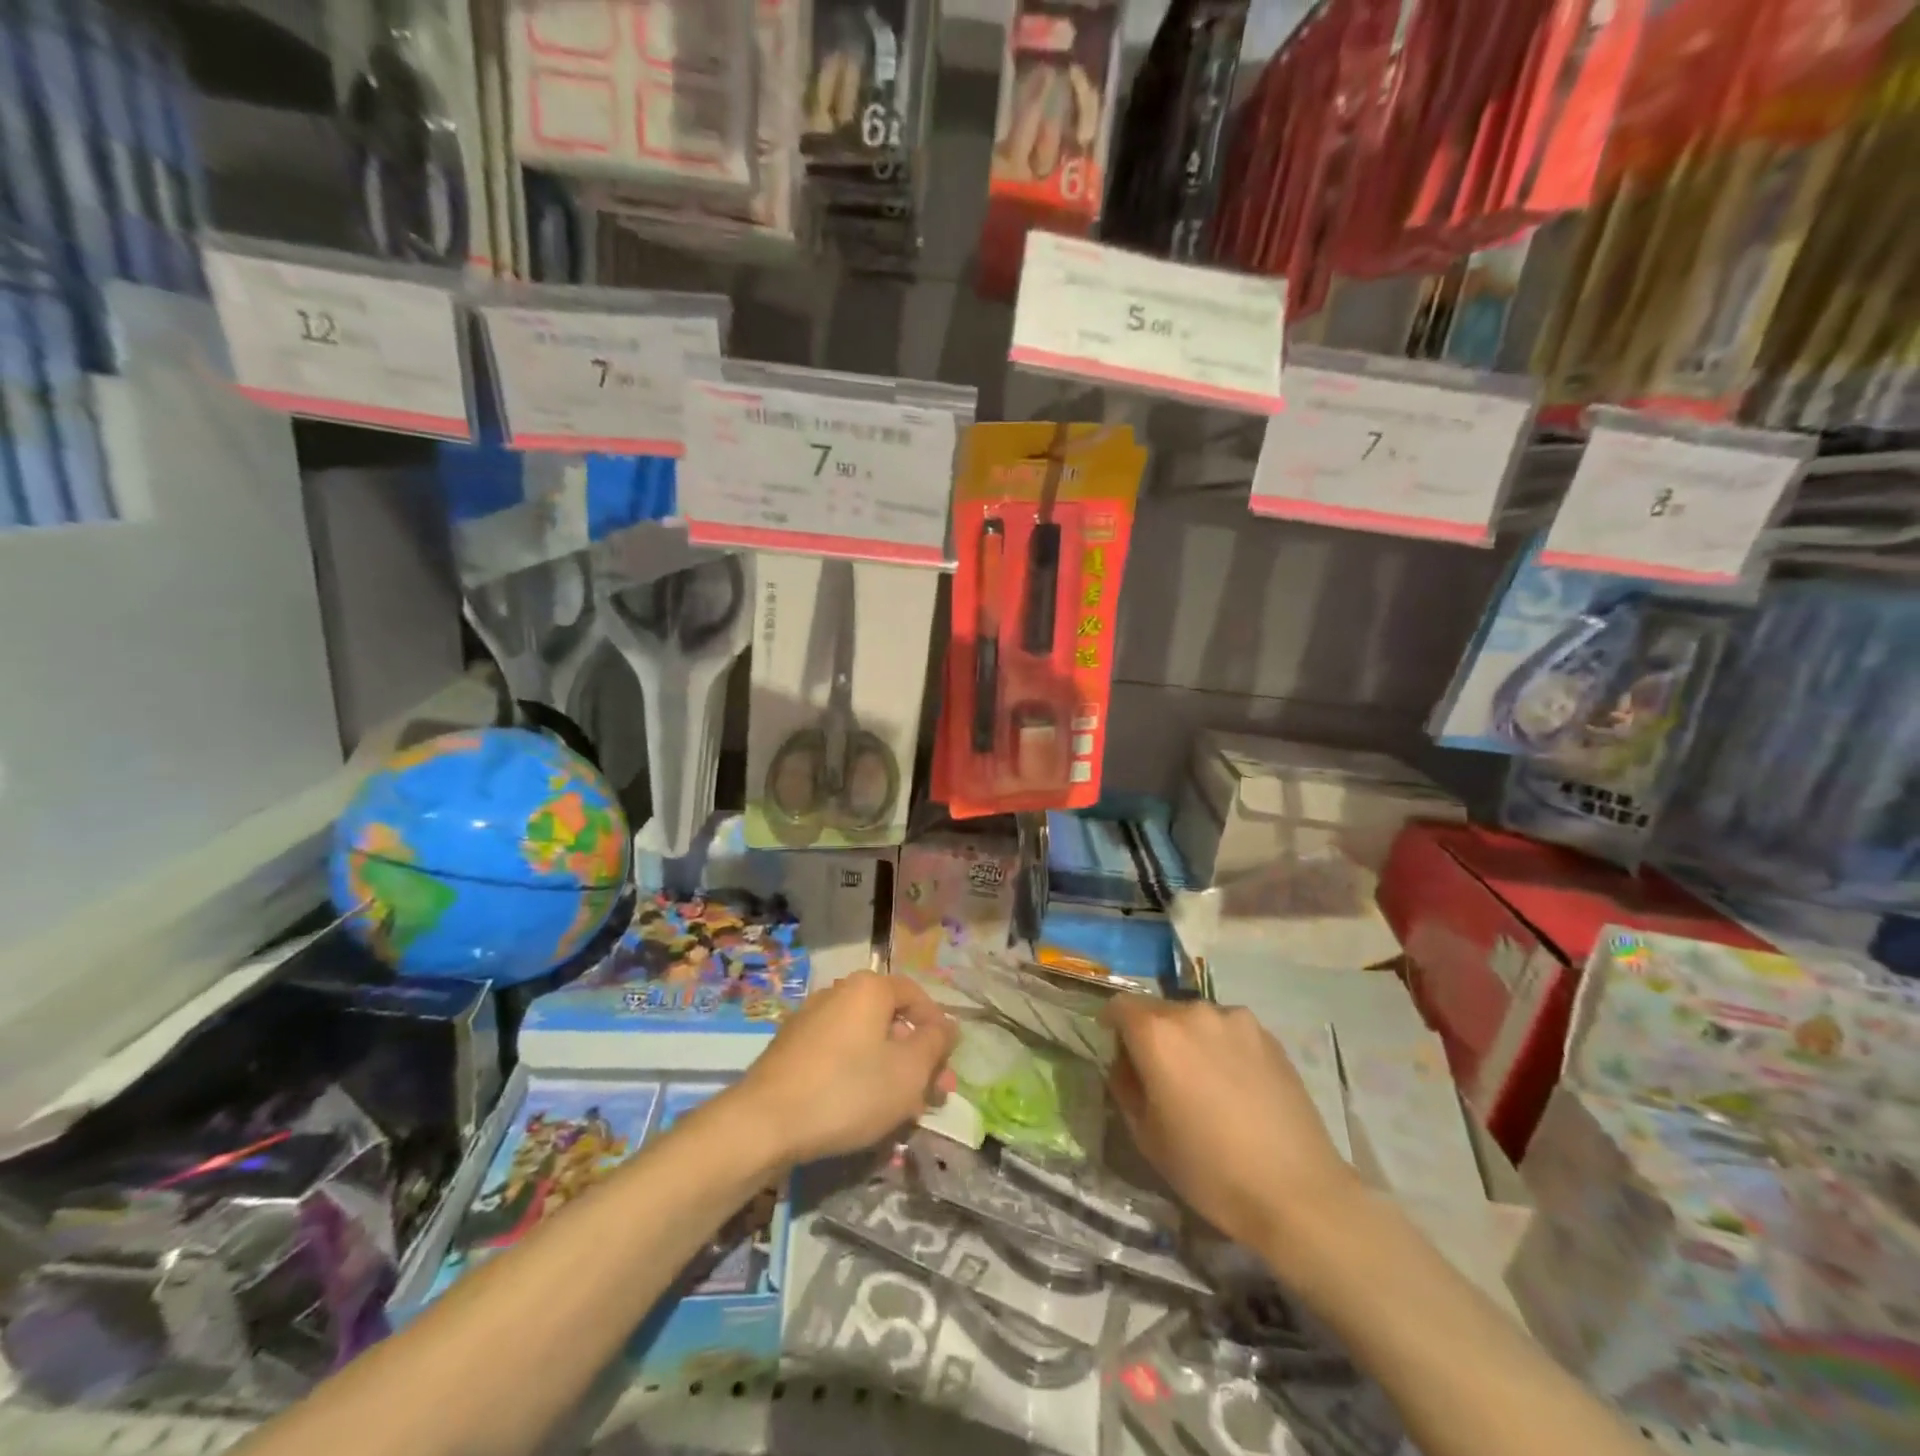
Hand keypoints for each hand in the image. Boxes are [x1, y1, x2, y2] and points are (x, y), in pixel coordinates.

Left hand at [738, 972, 958, 1165]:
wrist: (764, 1123)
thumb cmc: (848, 1091)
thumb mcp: (908, 1071)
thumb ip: (935, 1044)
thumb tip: (947, 1025)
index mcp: (869, 988)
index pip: (916, 995)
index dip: (938, 1028)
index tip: (947, 1065)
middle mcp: (839, 993)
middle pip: (891, 1020)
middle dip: (917, 1057)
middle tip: (932, 1095)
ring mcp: (811, 1019)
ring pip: (866, 1040)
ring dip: (891, 1070)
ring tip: (902, 1110)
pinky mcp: (791, 1048)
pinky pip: (839, 1054)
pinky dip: (859, 1074)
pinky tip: (864, 1110)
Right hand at [1104, 998, 1360, 1254]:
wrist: (1297, 1193)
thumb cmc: (1209, 1169)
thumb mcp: (1146, 1136)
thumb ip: (1126, 1087)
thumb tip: (1125, 1065)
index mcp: (1157, 1033)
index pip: (1119, 1005)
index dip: (1112, 1026)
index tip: (1118, 1052)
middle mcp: (1194, 1012)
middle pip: (1159, 1010)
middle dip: (1152, 1035)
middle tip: (1161, 1076)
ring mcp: (1236, 1019)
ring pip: (1196, 1020)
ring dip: (1189, 1040)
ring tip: (1205, 1083)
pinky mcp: (1269, 1035)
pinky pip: (1229, 1031)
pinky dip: (1222, 1048)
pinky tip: (1237, 1088)